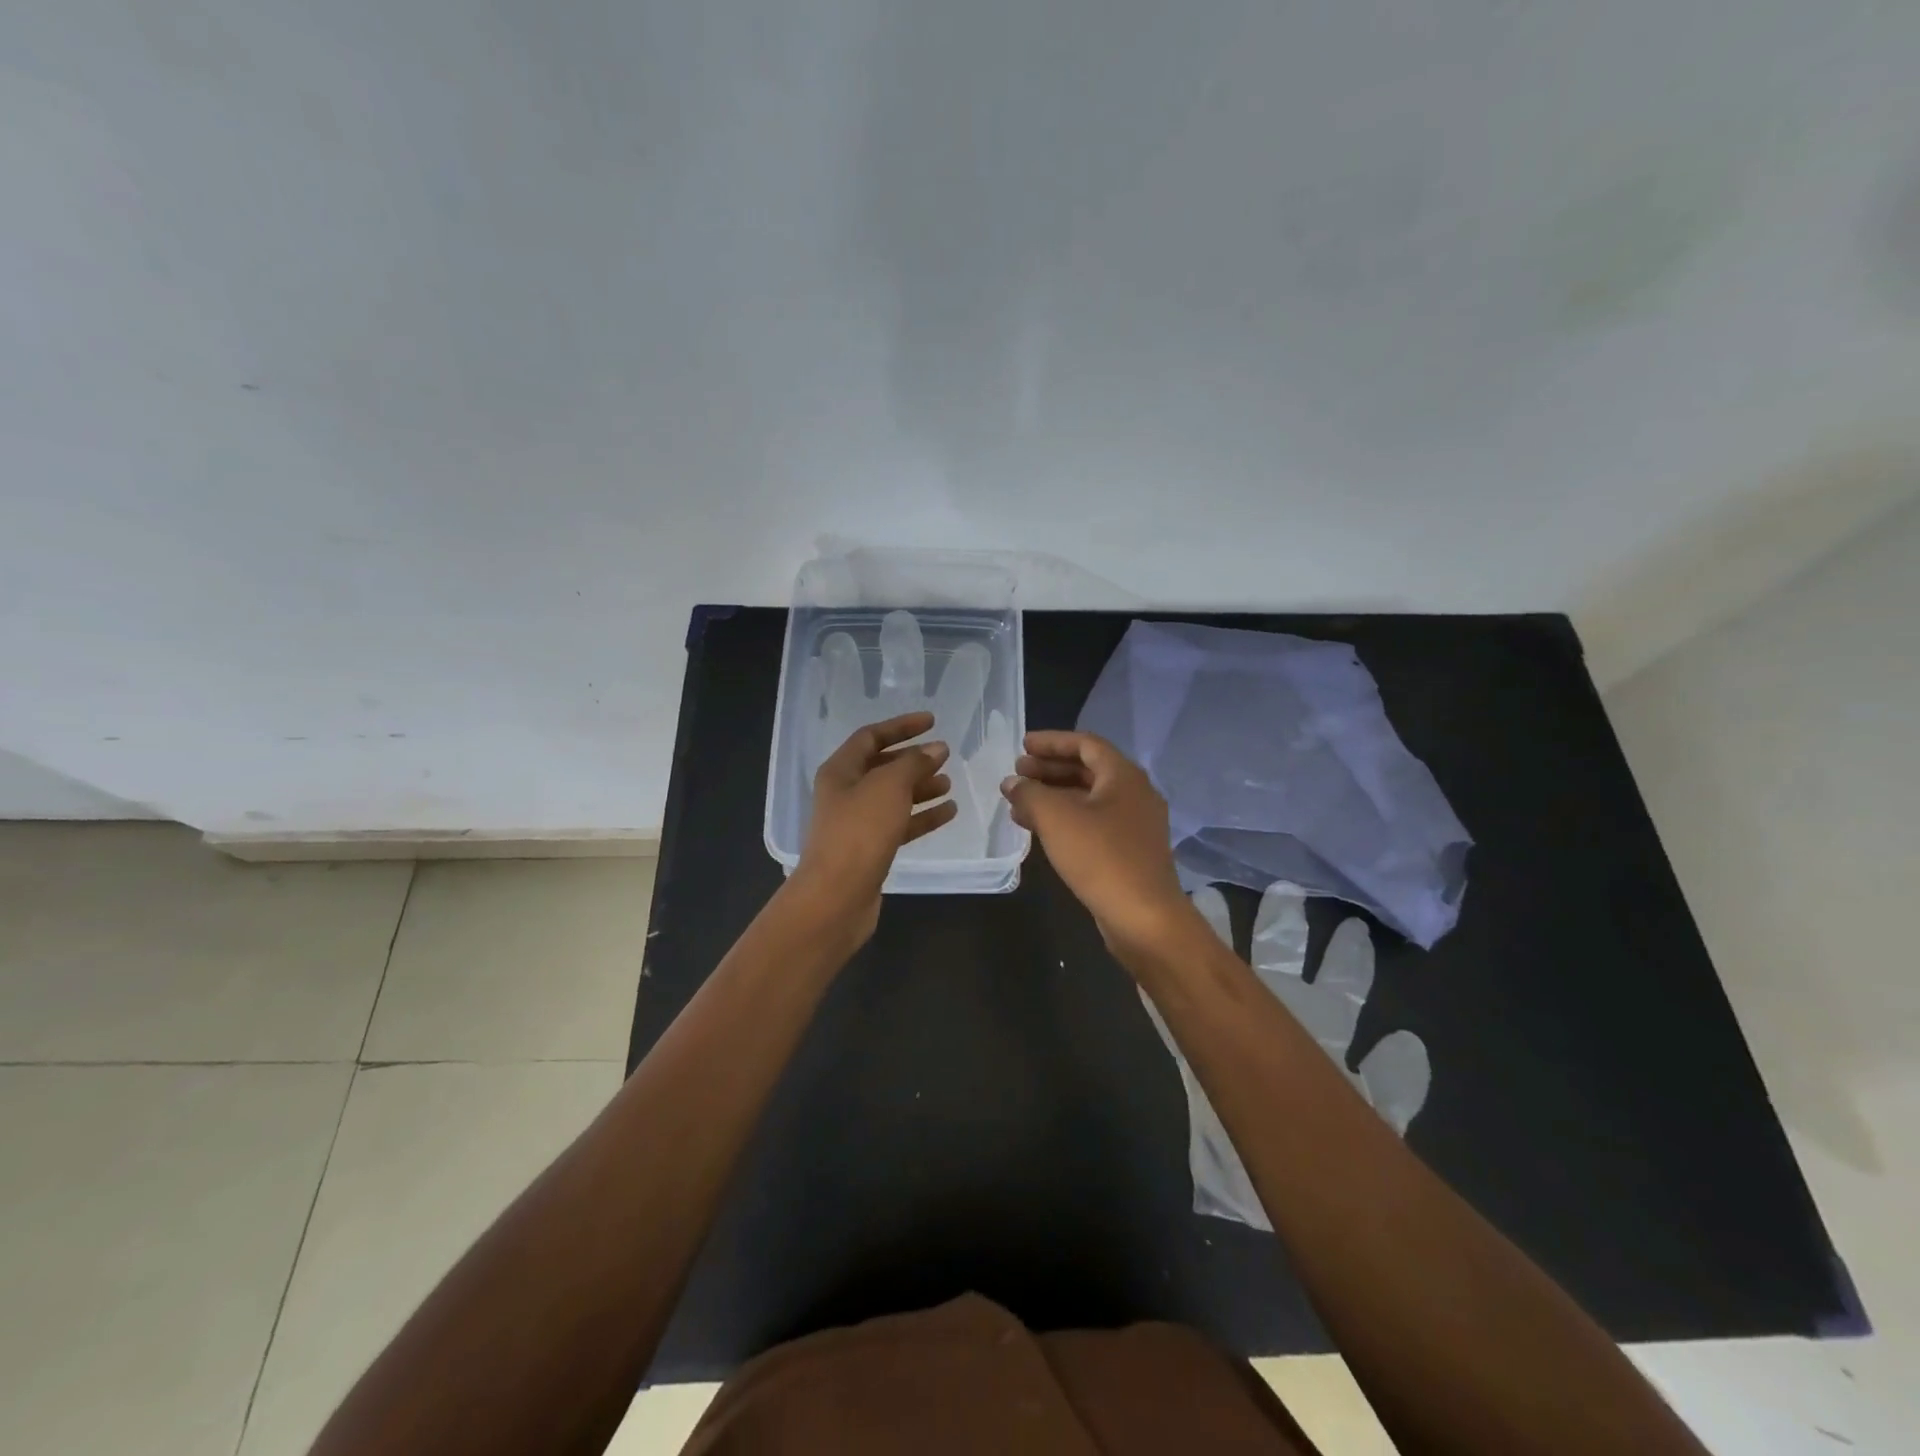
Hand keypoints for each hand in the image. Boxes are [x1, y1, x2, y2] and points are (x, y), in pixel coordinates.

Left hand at [789, 712, 956, 944]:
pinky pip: (900, 824)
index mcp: (840, 771)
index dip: (901, 726)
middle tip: (944, 755)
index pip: (871, 736)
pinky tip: (948, 812)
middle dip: (913, 759)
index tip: (933, 721)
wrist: (837, 896)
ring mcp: (857, 823)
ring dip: (921, 788)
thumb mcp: (889, 787)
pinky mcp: (870, 849)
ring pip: (893, 797)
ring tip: (949, 784)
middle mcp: (845, 793)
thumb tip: (936, 748)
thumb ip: (914, 763)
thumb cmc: (859, 831)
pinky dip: (923, 816)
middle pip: (882, 767)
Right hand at [1000, 730, 1190, 954]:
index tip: (1022, 745)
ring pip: (1089, 799)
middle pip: (1088, 770)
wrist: (1144, 918)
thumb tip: (1012, 783)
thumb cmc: (1100, 857)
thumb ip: (1029, 793)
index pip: (1086, 744)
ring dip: (1054, 796)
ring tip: (1019, 803)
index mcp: (1124, 776)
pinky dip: (1066, 819)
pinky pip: (1093, 823)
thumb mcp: (1056, 818)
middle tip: (1017, 773)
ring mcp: (1135, 825)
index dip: (1052, 742)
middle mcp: (1135, 794)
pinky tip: (1039, 831)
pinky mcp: (1130, 852)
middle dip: (1050, 769)